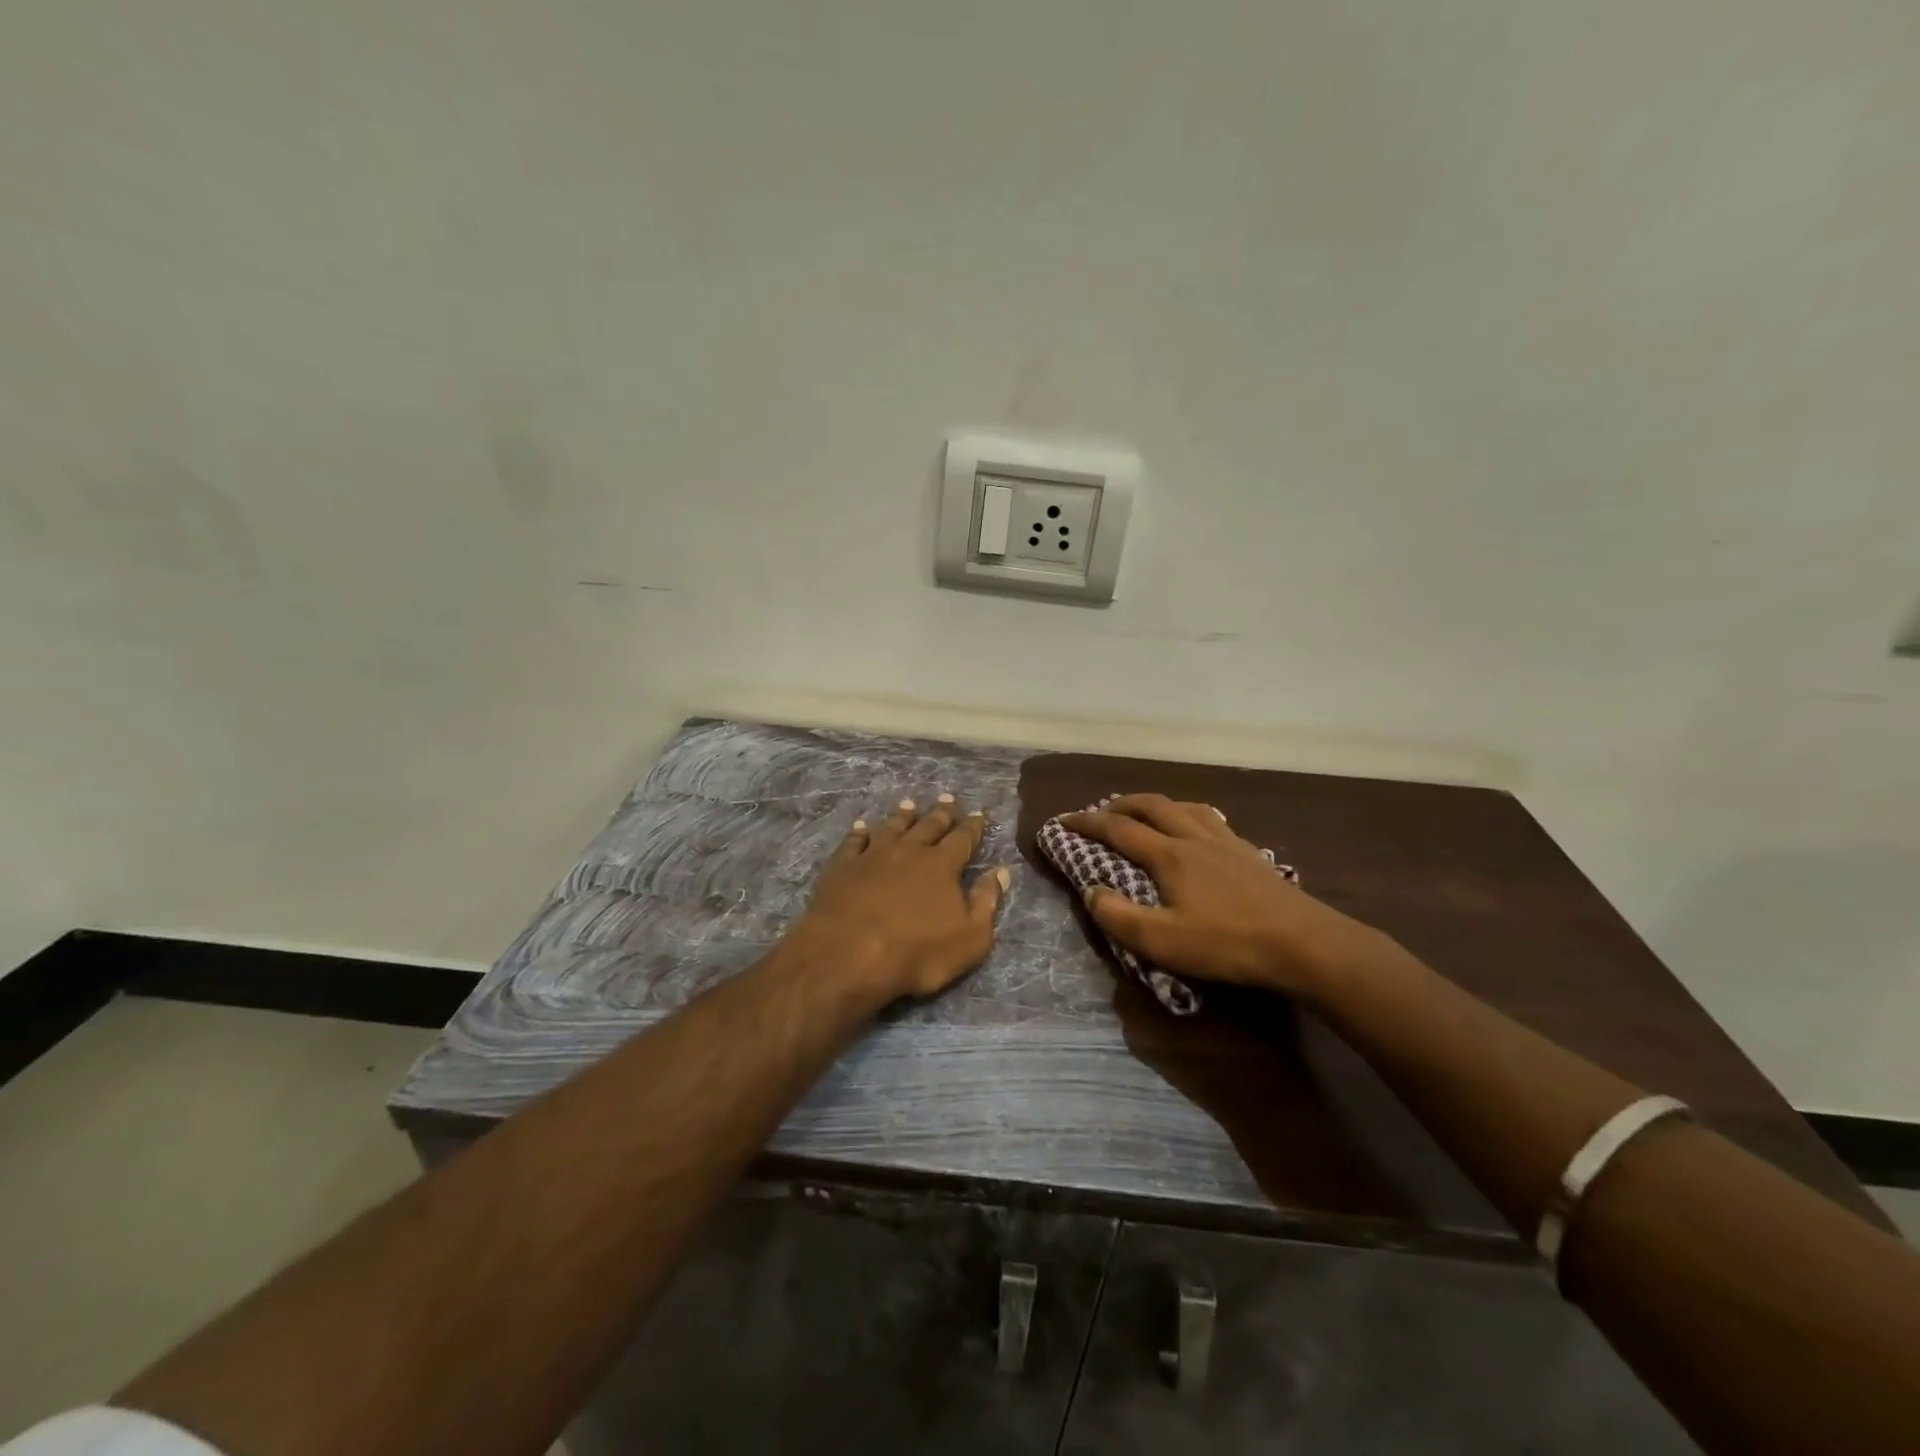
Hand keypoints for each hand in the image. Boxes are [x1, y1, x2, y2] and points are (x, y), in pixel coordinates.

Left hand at [794, 794, 1010, 1000]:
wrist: (848, 955)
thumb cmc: (916, 953)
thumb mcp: (970, 938)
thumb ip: (987, 902)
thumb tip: (1000, 872)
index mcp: (942, 866)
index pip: (963, 839)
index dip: (973, 826)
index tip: (979, 812)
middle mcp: (909, 851)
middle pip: (928, 826)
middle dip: (941, 812)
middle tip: (947, 797)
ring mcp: (872, 856)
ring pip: (892, 827)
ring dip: (902, 816)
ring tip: (909, 804)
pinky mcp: (842, 867)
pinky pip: (853, 842)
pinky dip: (859, 832)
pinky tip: (861, 826)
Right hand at [1061, 794, 1369, 1000]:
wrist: (1304, 943)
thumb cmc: (1228, 942)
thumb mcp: (1163, 942)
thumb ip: (1119, 917)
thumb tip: (1090, 892)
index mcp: (1170, 855)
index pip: (1118, 830)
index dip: (1086, 823)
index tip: (1062, 820)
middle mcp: (1195, 837)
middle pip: (1152, 806)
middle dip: (1120, 804)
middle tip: (1101, 811)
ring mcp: (1227, 842)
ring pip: (1185, 807)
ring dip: (1157, 804)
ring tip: (1146, 813)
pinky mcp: (1251, 854)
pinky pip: (1212, 820)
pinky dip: (1190, 816)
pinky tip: (1198, 830)